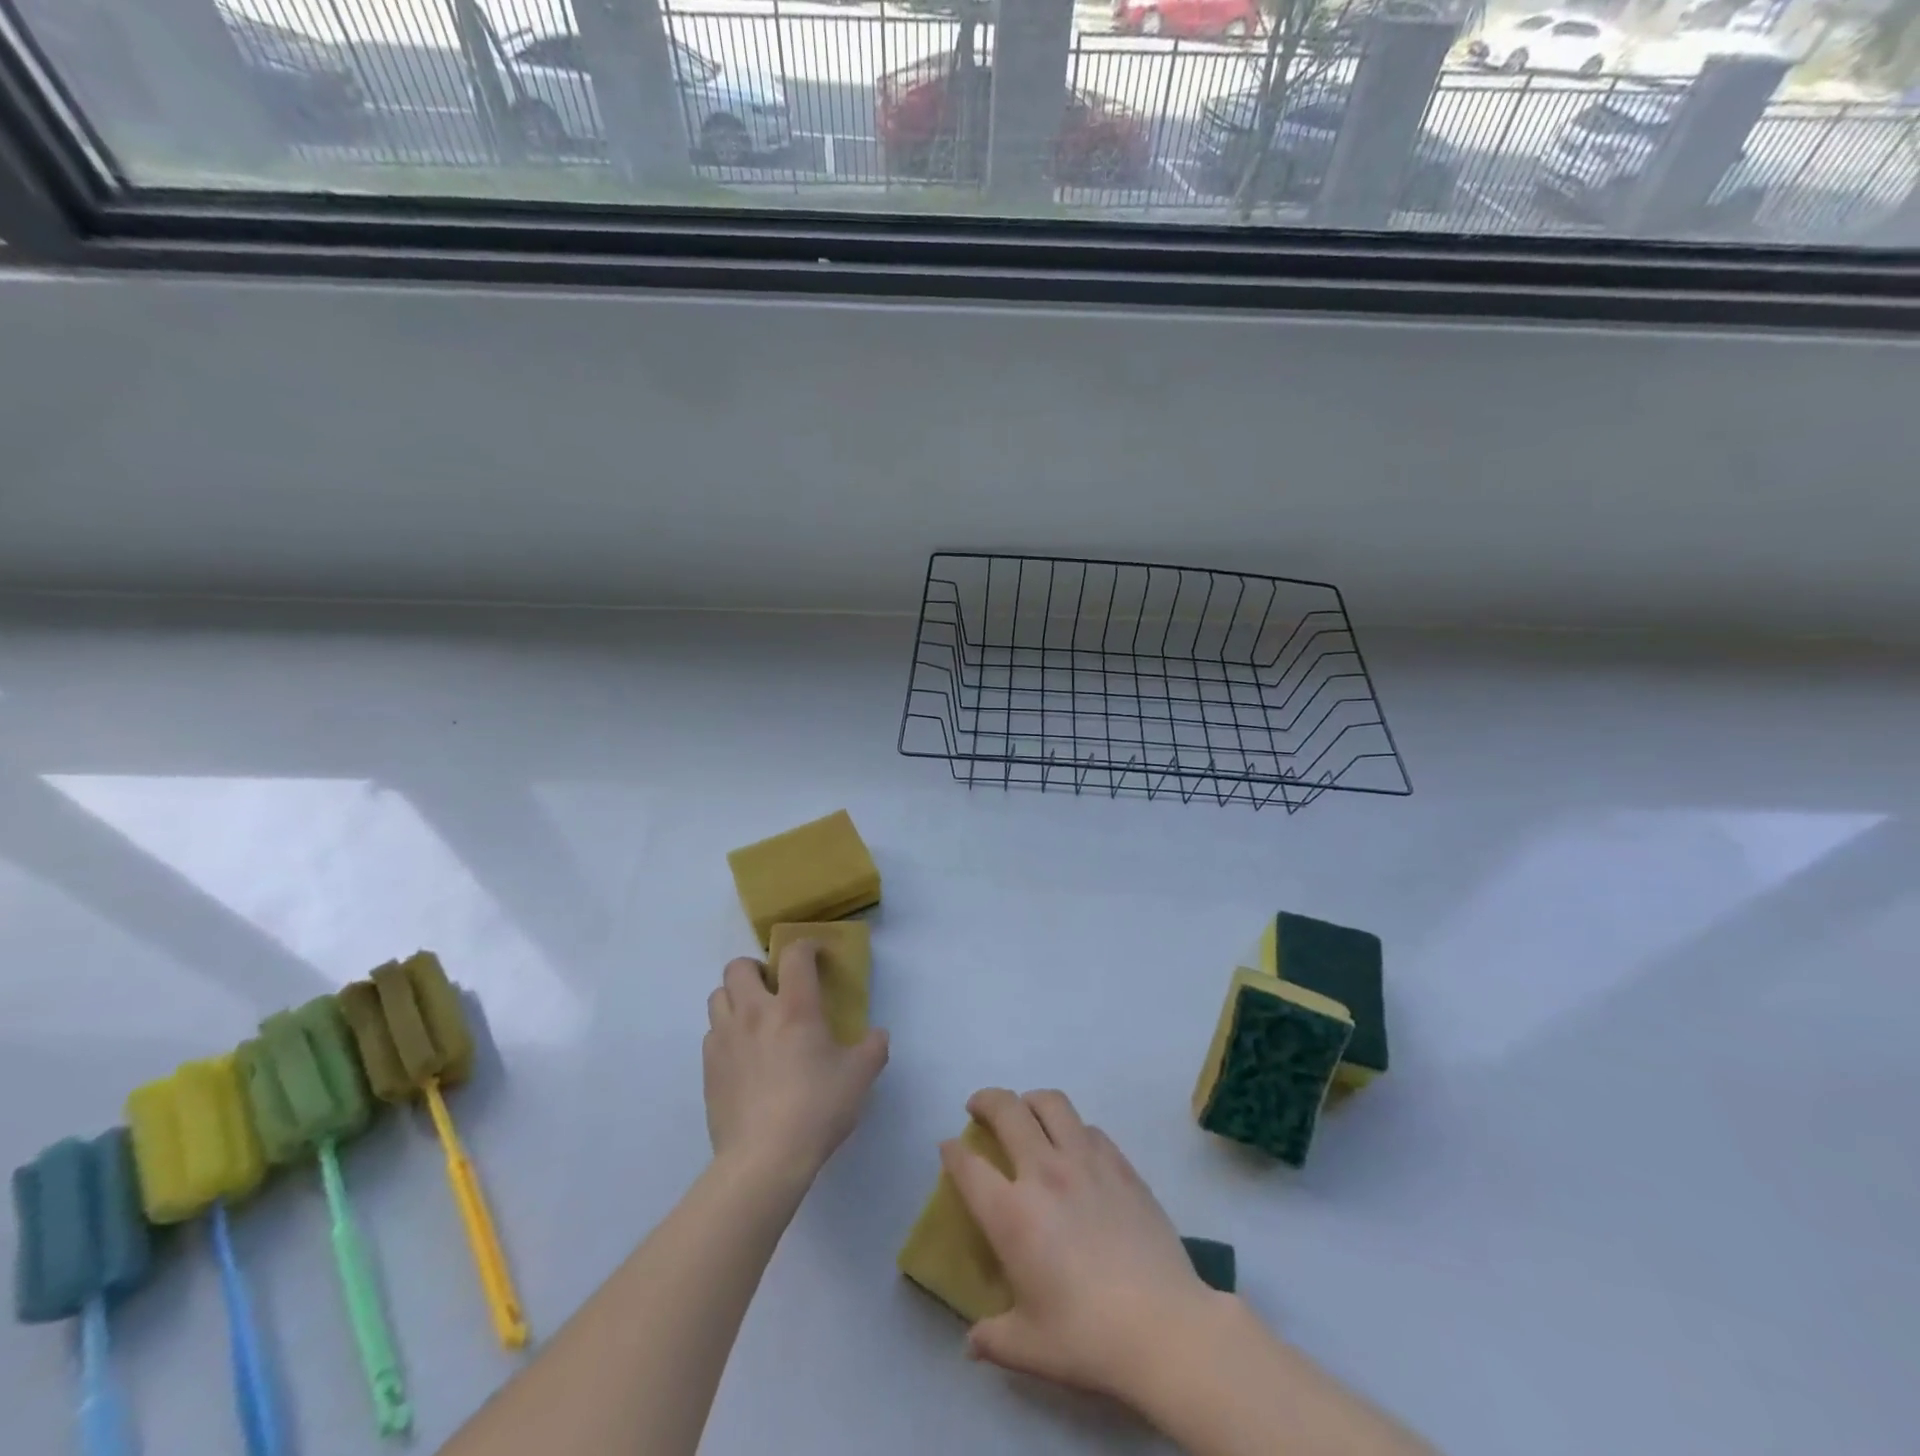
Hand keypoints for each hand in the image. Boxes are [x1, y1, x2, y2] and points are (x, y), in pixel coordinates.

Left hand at [703, 942, 888, 1183]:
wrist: (763, 1159)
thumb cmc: (817, 1108)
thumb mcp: (860, 1077)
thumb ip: (873, 1049)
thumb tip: (878, 1036)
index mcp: (794, 1006)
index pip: (795, 954)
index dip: (807, 947)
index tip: (817, 957)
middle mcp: (754, 1012)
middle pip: (739, 967)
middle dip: (756, 969)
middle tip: (774, 988)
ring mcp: (725, 1039)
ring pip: (717, 996)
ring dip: (735, 998)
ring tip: (755, 1019)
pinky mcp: (708, 1068)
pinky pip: (712, 1034)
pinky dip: (725, 1033)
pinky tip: (743, 1056)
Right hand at [942, 1087, 1222, 1404]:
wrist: (1164, 1327)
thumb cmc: (1087, 1338)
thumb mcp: (1028, 1348)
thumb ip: (992, 1338)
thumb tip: (972, 1341)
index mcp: (1011, 1214)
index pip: (968, 1166)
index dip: (952, 1152)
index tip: (948, 1147)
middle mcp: (1043, 1172)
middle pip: (1007, 1110)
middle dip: (985, 1100)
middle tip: (978, 1108)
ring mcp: (1085, 1161)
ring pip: (1050, 1103)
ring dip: (1029, 1100)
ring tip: (1026, 1112)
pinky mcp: (1120, 1165)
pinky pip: (1088, 1128)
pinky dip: (1071, 1127)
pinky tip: (1074, 1146)